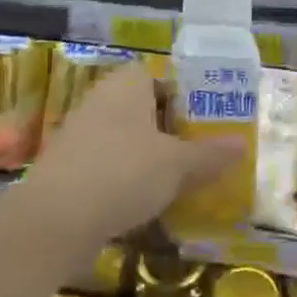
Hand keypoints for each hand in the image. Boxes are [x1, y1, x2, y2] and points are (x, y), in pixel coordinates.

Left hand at [20, 61, 243, 249]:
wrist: (53, 220)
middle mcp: (101, 99)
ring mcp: (80, 133)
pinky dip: (125, 179)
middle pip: (144, 108)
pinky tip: (144, 204)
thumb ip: (210, 154)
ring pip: (125, 139)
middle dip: (170, 131)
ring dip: (148, 158)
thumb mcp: (177, 165)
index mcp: (127, 84)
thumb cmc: (123, 173)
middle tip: (199, 155)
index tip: (205, 124)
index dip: (184, 97)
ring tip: (178, 183)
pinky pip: (107, 164)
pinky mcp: (68, 167)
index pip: (160, 76)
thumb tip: (243, 145)